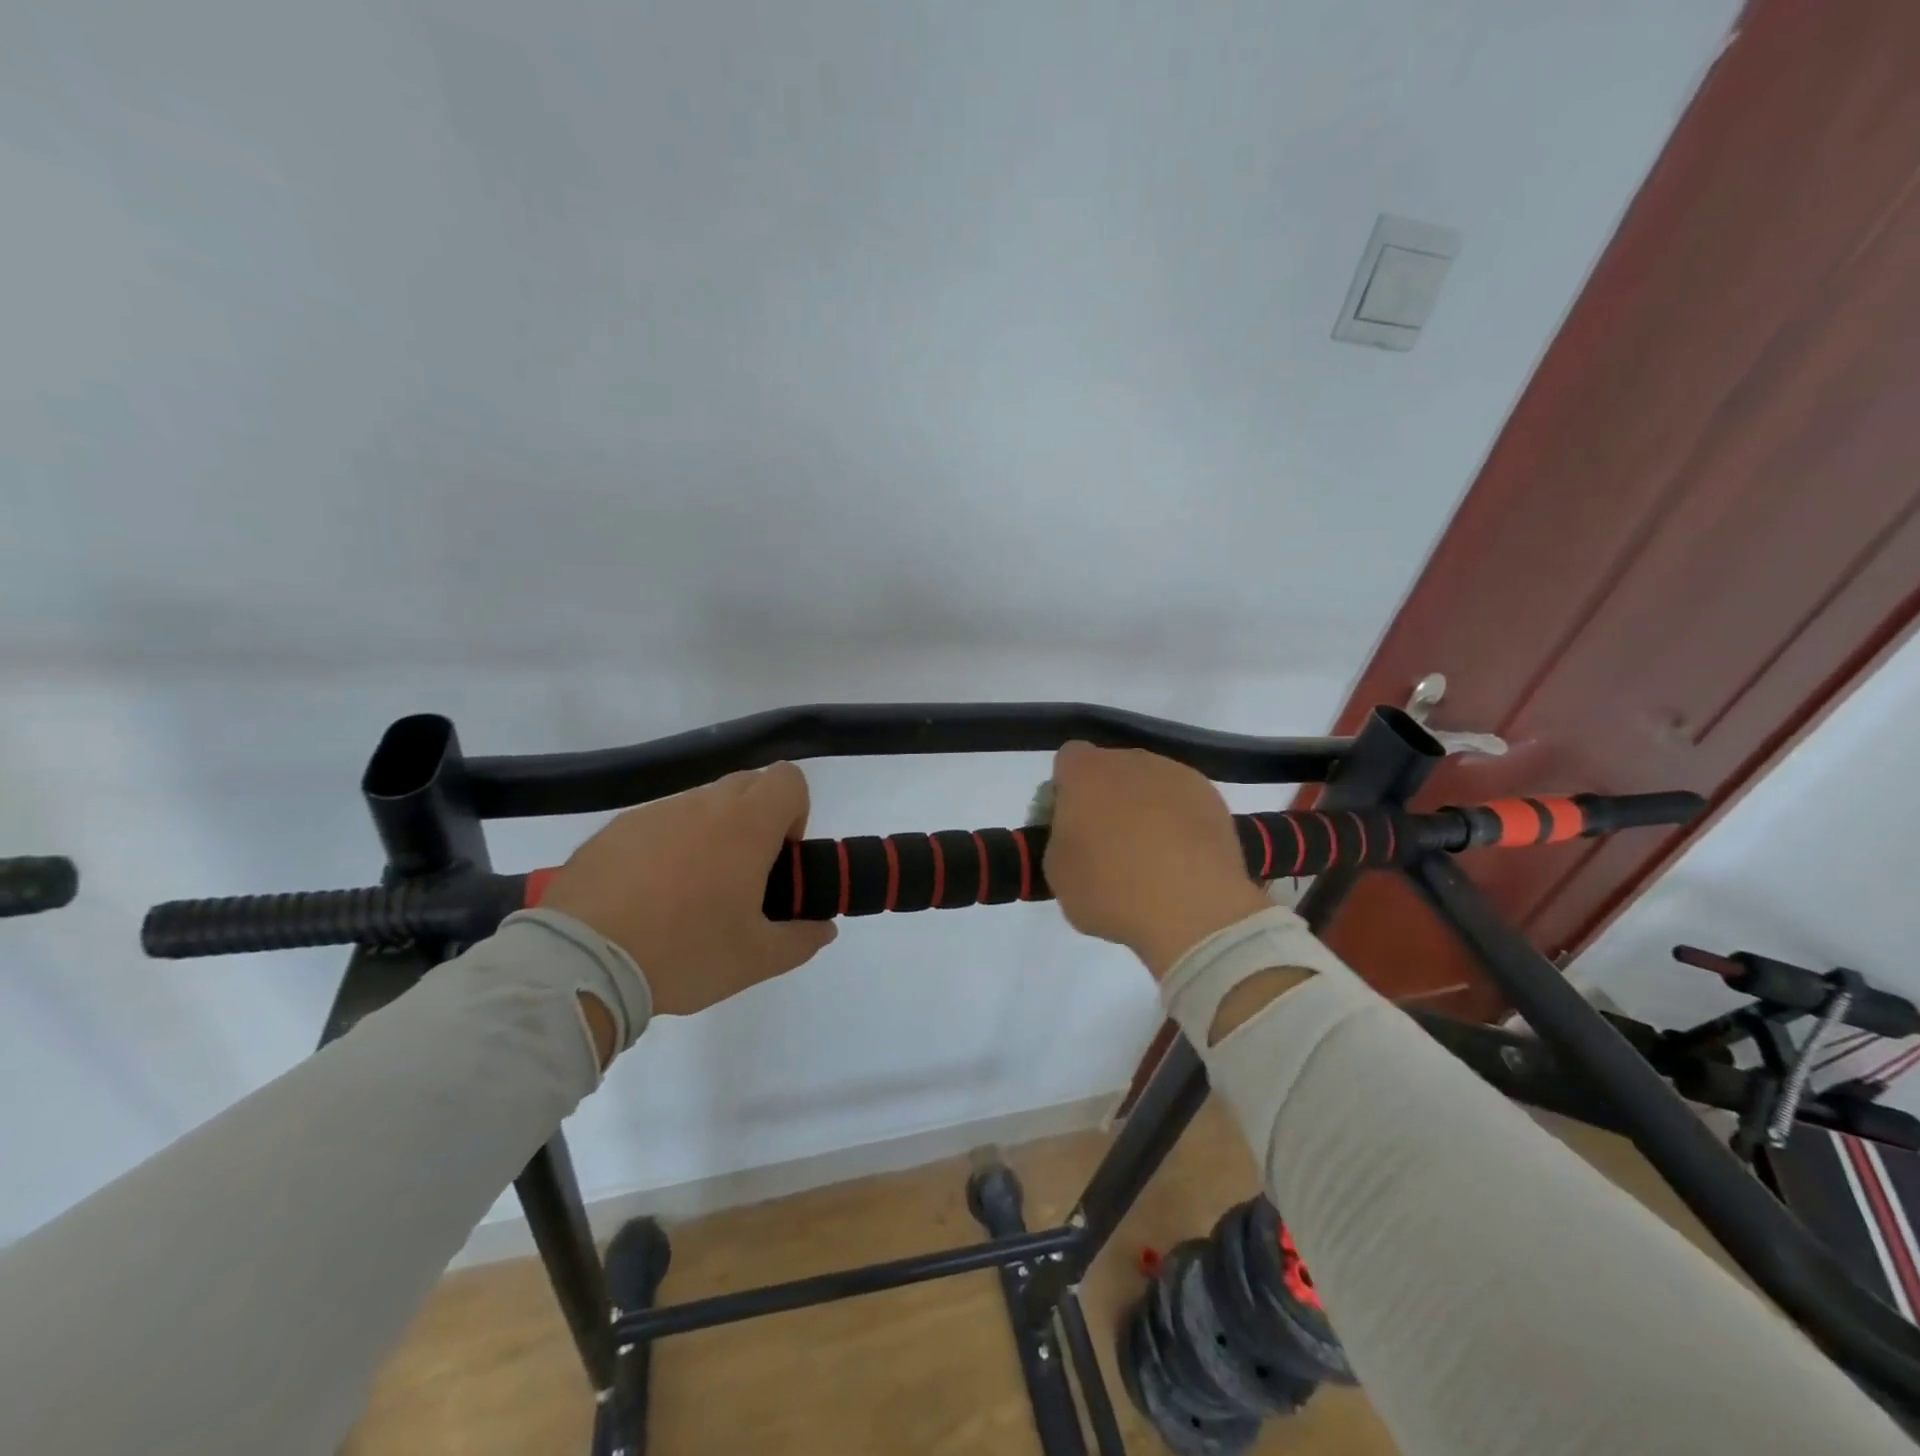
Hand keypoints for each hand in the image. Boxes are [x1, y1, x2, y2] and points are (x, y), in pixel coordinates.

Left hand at [539, 763, 836, 1016]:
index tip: (780, 856)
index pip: (788, 779)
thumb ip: (801, 939)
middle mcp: (701, 805)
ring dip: (710, 833)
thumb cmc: (684, 953)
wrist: (581, 964)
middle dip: (757, 818)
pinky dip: (665, 847)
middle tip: (743, 874)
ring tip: (690, 893)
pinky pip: (656, 824)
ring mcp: (652, 814)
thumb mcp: (756, 959)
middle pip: (747, 784)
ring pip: (699, 805)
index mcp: (745, 826)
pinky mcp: (612, 831)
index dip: (795, 811)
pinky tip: (646, 898)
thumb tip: (823, 929)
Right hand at [1045, 742, 1269, 979]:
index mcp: (1086, 773)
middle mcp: (1131, 761)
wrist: (1192, 910)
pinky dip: (1178, 822)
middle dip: (1107, 796)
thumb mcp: (1057, 872)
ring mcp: (1177, 775)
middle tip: (1108, 843)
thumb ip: (1060, 838)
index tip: (1070, 824)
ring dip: (1145, 807)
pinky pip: (1183, 802)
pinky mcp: (1212, 798)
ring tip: (1151, 856)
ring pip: (1150, 783)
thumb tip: (1078, 833)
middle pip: (1112, 769)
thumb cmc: (1110, 890)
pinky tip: (1181, 859)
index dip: (1066, 790)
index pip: (1069, 759)